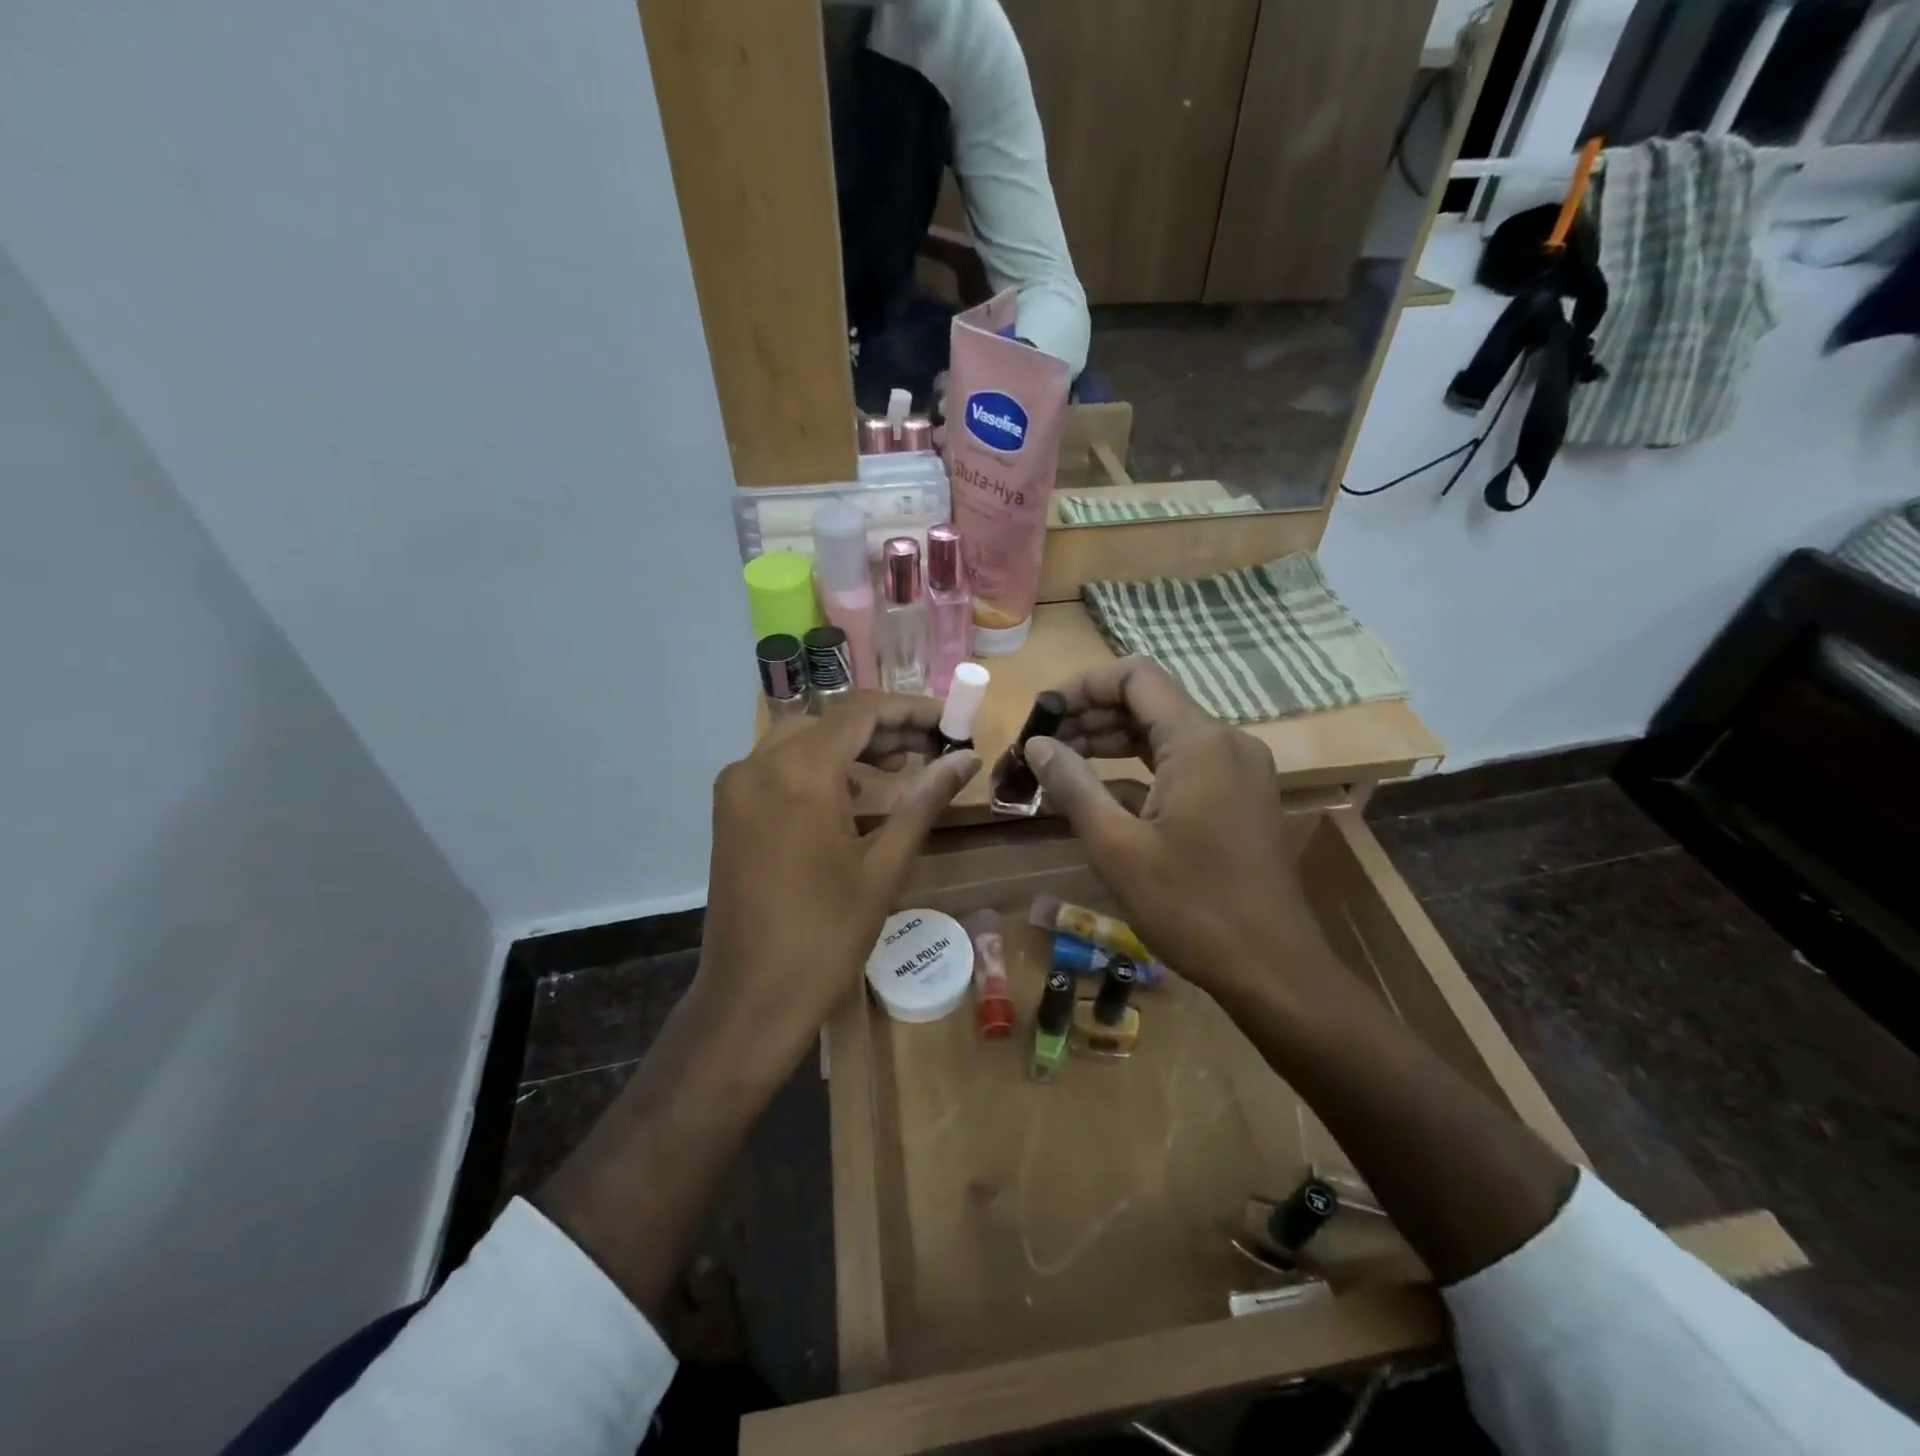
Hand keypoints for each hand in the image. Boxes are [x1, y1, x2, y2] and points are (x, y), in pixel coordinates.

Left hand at [538, 696, 975, 1316]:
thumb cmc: (826, 937)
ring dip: (852, 746)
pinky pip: (780, 767)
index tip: (949, 720)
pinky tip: (859, 793)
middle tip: (933, 746)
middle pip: (830, 720)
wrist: (750, 1000)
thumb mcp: (884, 867)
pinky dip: (821, 768)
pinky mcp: (730, 811)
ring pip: (802, 740)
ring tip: (905, 766)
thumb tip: (968, 758)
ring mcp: (737, 787)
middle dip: (884, 728)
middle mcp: (759, 765)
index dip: (909, 709)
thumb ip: (924, 801)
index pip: (860, 712)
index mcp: (799, 773)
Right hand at [1023, 659, 1321, 1006]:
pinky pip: (1182, 763)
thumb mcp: (1117, 847)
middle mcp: (1225, 742)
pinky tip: (1100, 793)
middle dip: (1090, 716)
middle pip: (1148, 702)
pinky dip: (1139, 769)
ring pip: (1164, 733)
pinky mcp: (1240, 796)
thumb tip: (1037, 744)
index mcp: (1199, 742)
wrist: (1273, 969)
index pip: (1135, 676)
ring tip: (1060, 765)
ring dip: (1111, 742)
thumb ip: (1073, 785)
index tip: (1043, 715)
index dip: (1082, 685)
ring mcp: (1238, 769)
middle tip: (1041, 746)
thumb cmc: (1191, 907)